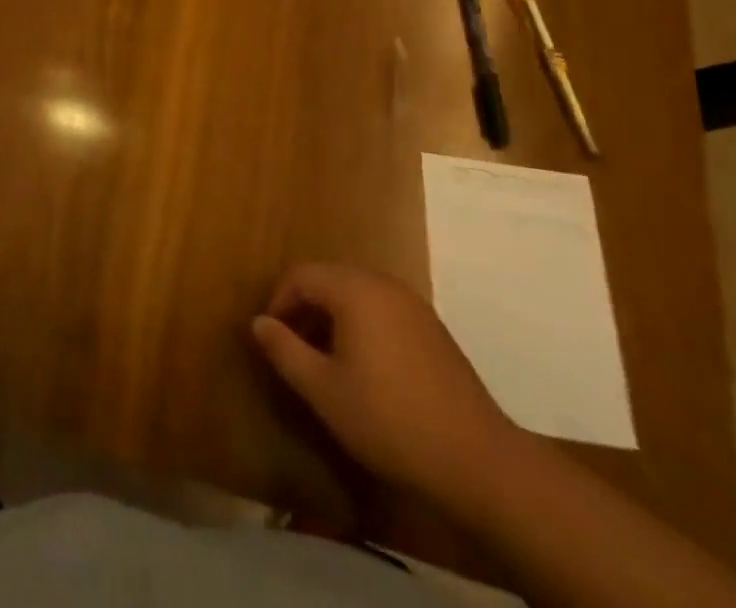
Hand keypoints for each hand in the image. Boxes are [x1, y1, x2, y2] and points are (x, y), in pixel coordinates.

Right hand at [251, 263, 518, 506]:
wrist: (477, 459)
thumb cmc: (388, 420)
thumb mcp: (323, 390)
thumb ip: (285, 350)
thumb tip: (258, 322)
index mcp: (354, 289)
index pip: (301, 275)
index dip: (278, 302)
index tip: (271, 339)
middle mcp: (383, 283)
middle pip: (329, 279)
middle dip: (305, 308)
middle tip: (293, 348)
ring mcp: (412, 303)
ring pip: (356, 294)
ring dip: (332, 317)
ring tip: (324, 360)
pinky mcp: (432, 327)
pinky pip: (381, 309)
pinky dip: (361, 325)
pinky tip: (364, 368)